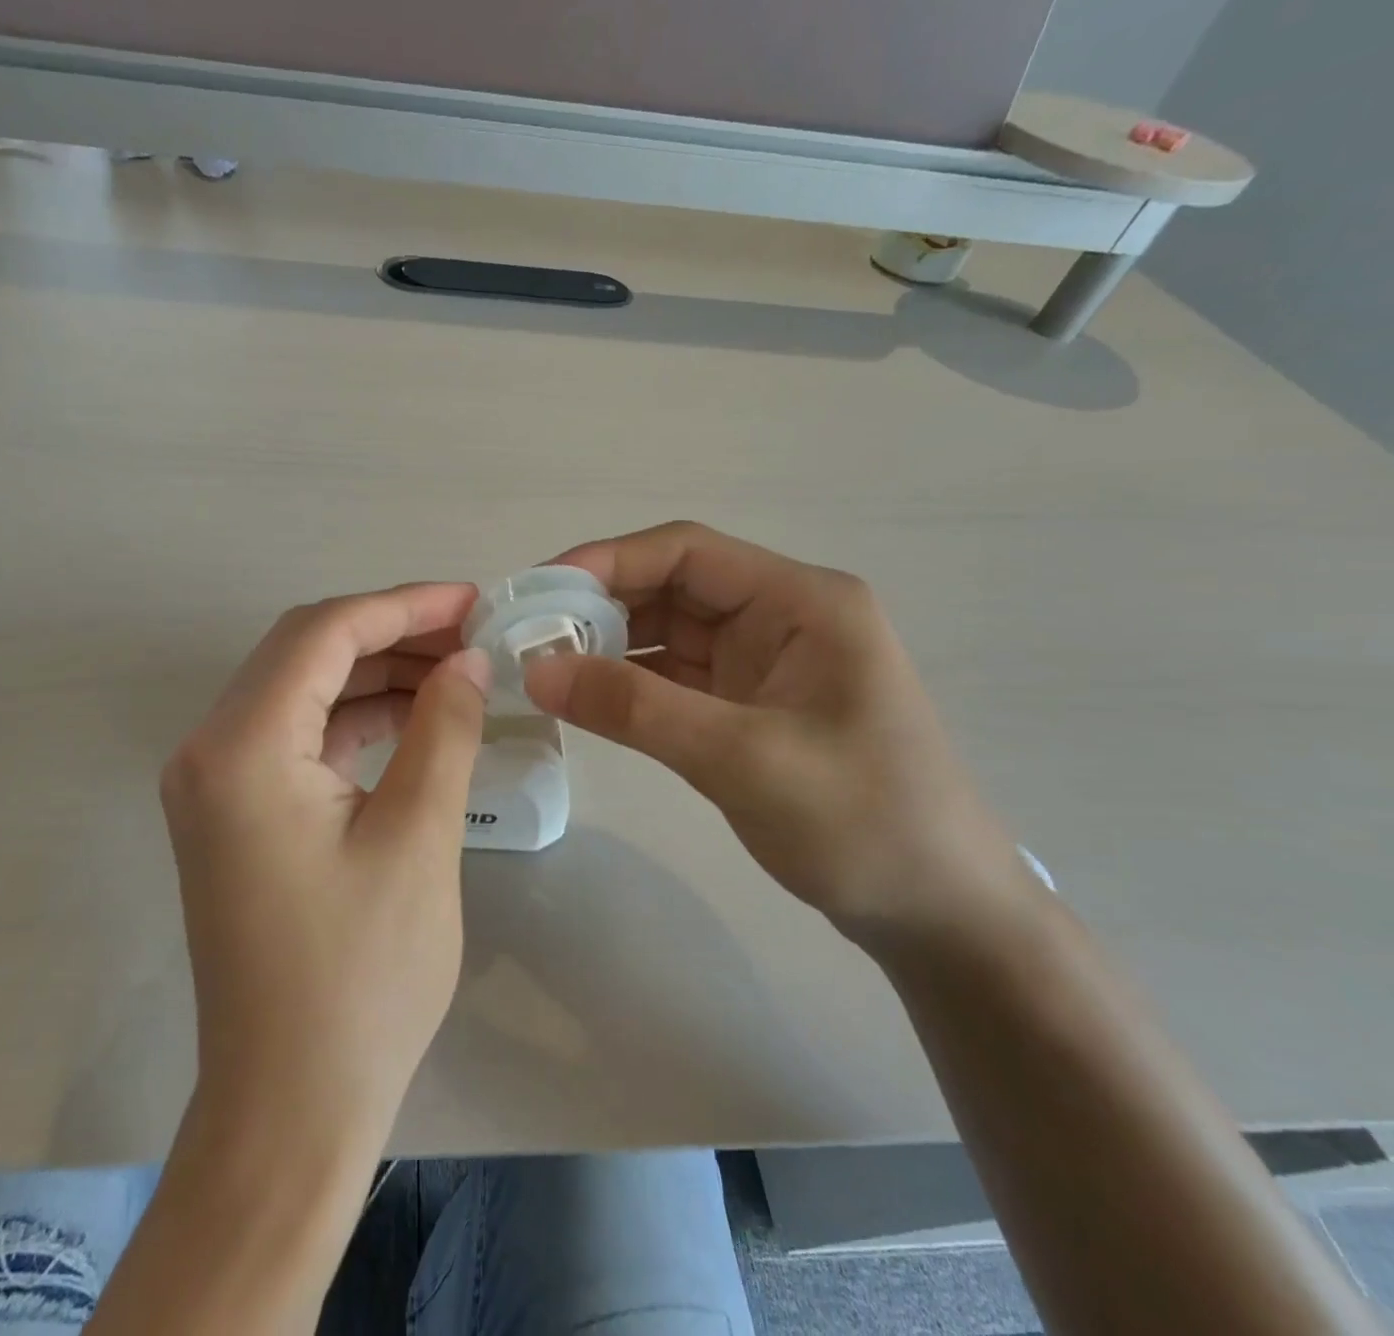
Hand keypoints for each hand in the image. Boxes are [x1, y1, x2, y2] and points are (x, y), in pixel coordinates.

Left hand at [158, 584, 489, 1151]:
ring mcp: (216, 783)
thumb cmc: (361, 978)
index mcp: (242, 747)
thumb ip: (443, 728)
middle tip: (472, 636)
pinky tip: (416, 718)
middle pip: (305, 650)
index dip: (403, 606)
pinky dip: (356, 716)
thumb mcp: (418, 837)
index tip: (473, 601)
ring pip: (303, 689)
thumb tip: (468, 660)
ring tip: (456, 672)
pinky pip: (298, 735)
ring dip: (376, 672)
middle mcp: (211, 750)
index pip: (324, 633)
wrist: (290, 1105)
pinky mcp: (236, 812)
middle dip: (391, 632)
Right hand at [523, 522, 1037, 945]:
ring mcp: (762, 662)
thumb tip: (536, 669)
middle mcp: (780, 616)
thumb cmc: (864, 824)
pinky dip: (627, 683)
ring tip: (542, 667)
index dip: (606, 561)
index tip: (537, 592)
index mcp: (801, 602)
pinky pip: (672, 676)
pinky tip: (584, 698)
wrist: (939, 915)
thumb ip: (636, 709)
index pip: (686, 551)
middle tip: (526, 636)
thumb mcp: (743, 760)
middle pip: (670, 587)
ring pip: (665, 632)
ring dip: (606, 646)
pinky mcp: (746, 704)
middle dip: (598, 606)